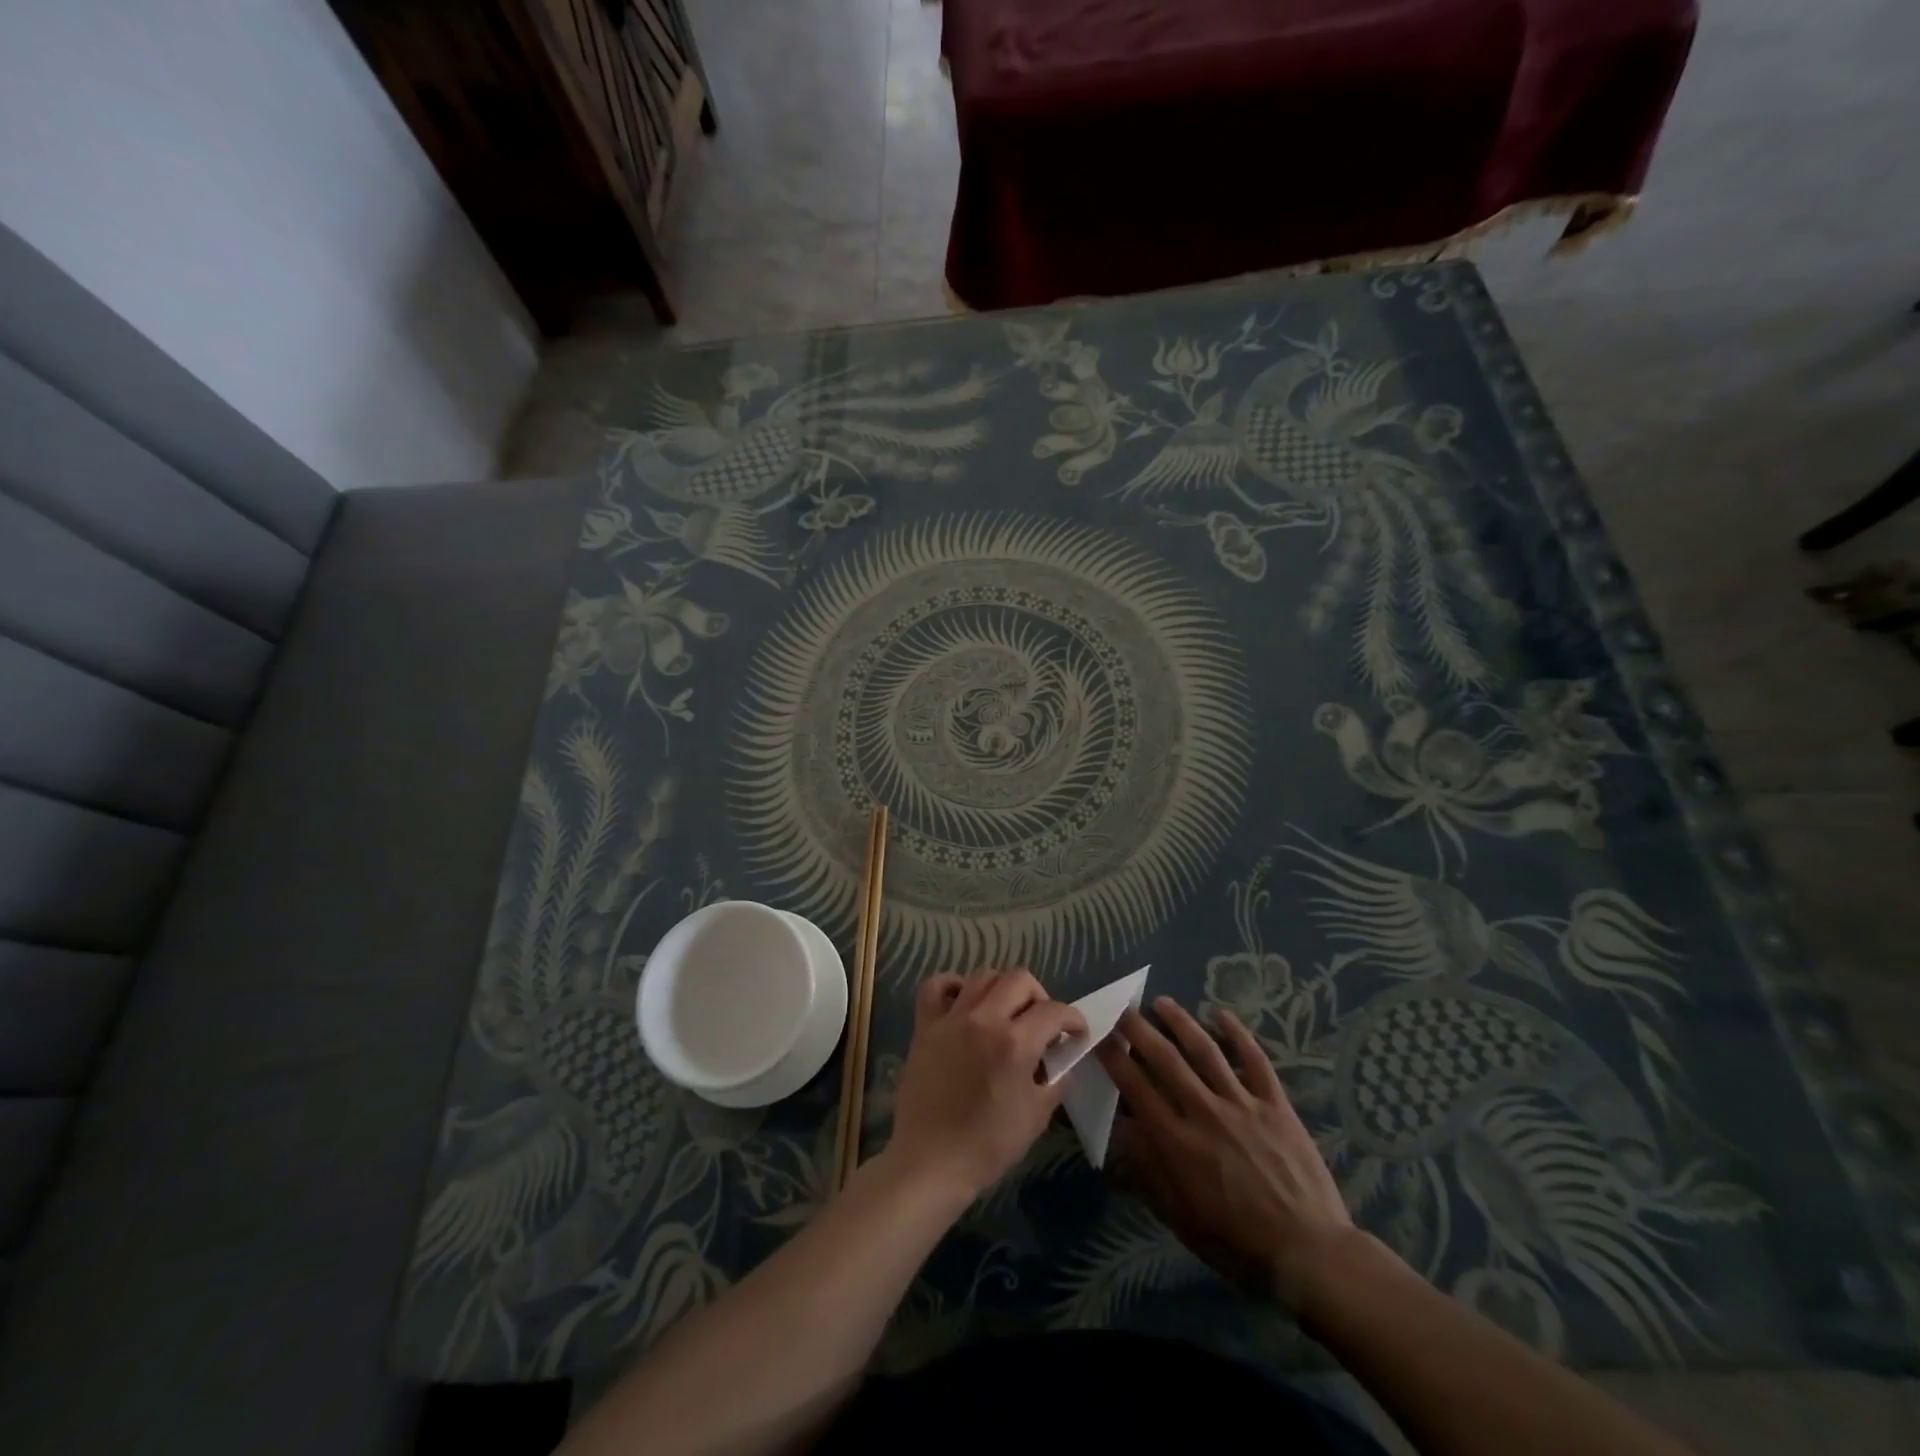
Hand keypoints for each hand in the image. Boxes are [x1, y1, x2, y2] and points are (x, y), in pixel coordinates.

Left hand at [886, 968, 1086, 1203]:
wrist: (929, 1162)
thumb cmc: (987, 1146)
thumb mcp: (1036, 1117)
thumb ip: (1055, 1080)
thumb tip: (1062, 1058)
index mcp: (1015, 1044)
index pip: (1054, 1012)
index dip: (1072, 1019)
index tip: (1076, 1032)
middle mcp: (984, 1019)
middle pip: (1019, 979)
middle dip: (1040, 997)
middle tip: (1041, 1023)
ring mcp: (951, 1019)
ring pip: (983, 975)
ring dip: (1002, 988)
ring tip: (1006, 1012)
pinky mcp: (925, 1026)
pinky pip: (935, 986)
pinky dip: (952, 986)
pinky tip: (963, 1003)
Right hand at [1096, 997, 1357, 1310]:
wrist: (1309, 1254)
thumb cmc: (1236, 1243)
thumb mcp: (1179, 1216)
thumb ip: (1147, 1168)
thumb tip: (1120, 1126)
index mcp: (1177, 1142)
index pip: (1135, 1087)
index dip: (1114, 1058)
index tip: (1099, 1036)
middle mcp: (1204, 1112)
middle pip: (1165, 1059)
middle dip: (1139, 1030)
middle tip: (1123, 1009)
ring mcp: (1242, 1104)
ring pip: (1205, 1051)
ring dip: (1181, 1022)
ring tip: (1161, 1002)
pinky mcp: (1275, 1105)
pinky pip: (1255, 1061)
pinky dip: (1239, 1035)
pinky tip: (1223, 1015)